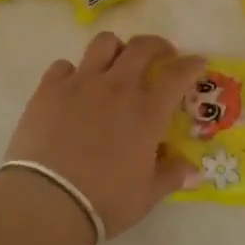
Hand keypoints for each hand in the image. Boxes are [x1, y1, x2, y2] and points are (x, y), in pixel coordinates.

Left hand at [2, 33, 205, 239]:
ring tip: (116, 63)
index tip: (197, 62)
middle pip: (142, 47)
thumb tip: (195, 172)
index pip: (177, 75)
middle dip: (157, 45)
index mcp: (147, 111)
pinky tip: (73, 87)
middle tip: (161, 55)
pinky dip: (73, 72)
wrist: (47, 202)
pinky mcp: (49, 88)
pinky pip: (64, 65)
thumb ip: (172, 176)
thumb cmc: (104, 200)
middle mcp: (117, 87)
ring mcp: (81, 83)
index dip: (191, 64)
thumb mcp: (146, 195)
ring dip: (116, 48)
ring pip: (103, 43)